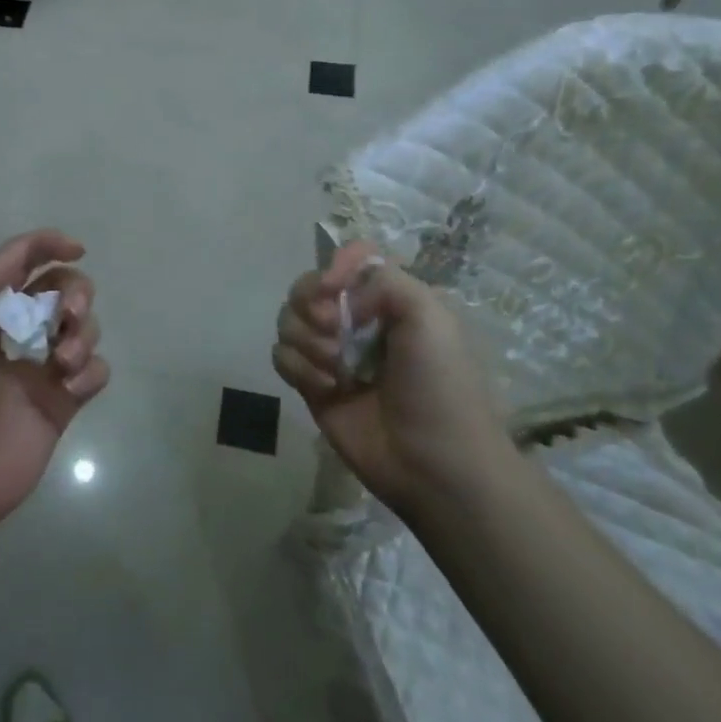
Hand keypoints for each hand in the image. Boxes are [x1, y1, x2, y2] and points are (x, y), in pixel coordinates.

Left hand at [0, 229, 108, 546]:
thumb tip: (25, 249)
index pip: (22, 264)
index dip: (48, 246)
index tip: (76, 248)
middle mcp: (16, 334)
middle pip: (62, 291)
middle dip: (75, 292)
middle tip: (68, 314)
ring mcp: (42, 369)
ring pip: (84, 329)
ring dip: (83, 333)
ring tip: (63, 361)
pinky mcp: (62, 404)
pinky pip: (95, 372)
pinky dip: (91, 370)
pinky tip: (71, 386)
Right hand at [273, 240, 506, 515]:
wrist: (434, 463)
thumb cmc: (439, 385)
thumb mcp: (430, 316)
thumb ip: (382, 279)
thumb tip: (334, 295)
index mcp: (388, 298)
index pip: (349, 258)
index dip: (333, 264)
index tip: (331, 287)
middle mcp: (356, 319)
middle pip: (307, 286)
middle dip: (311, 304)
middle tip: (332, 329)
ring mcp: (331, 352)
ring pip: (289, 320)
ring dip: (306, 339)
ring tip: (335, 368)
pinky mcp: (311, 384)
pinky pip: (281, 356)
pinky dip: (298, 367)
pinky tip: (325, 388)